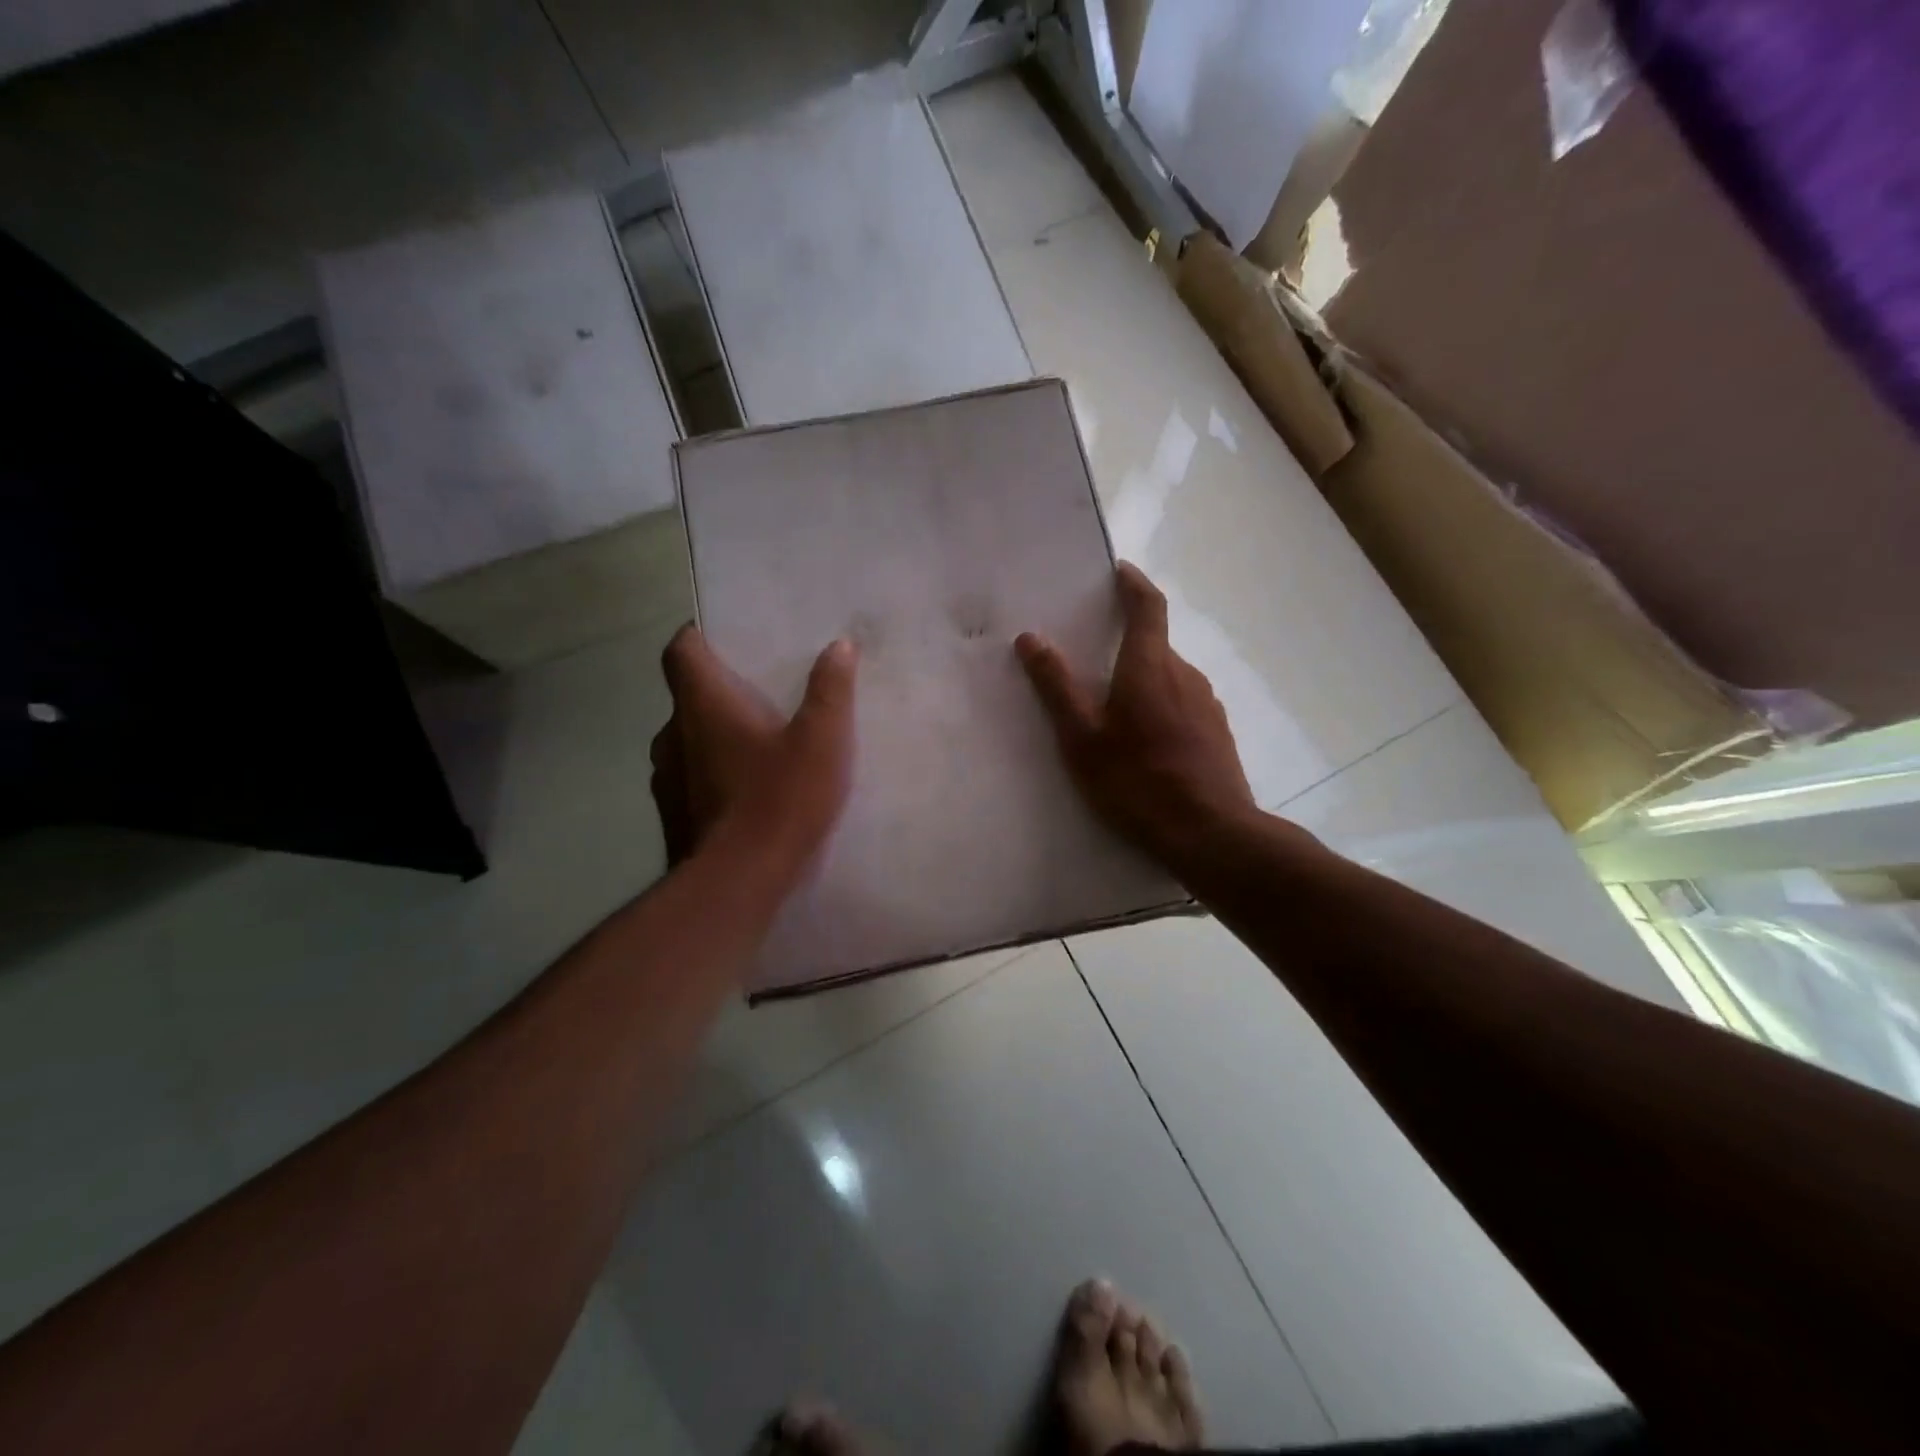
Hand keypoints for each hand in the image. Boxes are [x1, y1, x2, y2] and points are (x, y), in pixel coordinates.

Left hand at [650, 627, 858, 867]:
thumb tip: (839, 645)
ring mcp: (666, 778)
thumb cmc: (780, 800)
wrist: (737, 883)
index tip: (717, 636)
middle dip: (716, 692)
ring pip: (686, 741)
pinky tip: (744, 793)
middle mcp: (674, 735)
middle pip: (686, 698)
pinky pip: (689, 778)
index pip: (680, 653)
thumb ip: (830, 691)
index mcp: (703, 706)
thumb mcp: (822, 741)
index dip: (694, 638)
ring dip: (712, 736)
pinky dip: (710, 773)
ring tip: (753, 745)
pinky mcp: (672, 815)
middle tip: (756, 696)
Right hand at [1017, 563, 1255, 864]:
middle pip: (1155, 644)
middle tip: (1093, 663)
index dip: (1133, 584)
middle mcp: (1184, 674)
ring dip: (1143, 679)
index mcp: (1149, 666)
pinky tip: (1146, 743)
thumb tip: (1031, 638)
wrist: (1211, 834)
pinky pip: (1183, 703)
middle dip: (1126, 643)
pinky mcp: (1217, 731)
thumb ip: (1057, 687)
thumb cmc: (1137, 782)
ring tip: (1115, 713)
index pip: (1148, 606)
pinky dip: (1161, 706)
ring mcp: (1207, 703)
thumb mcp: (1083, 739)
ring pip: (1168, 677)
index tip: (1119, 572)